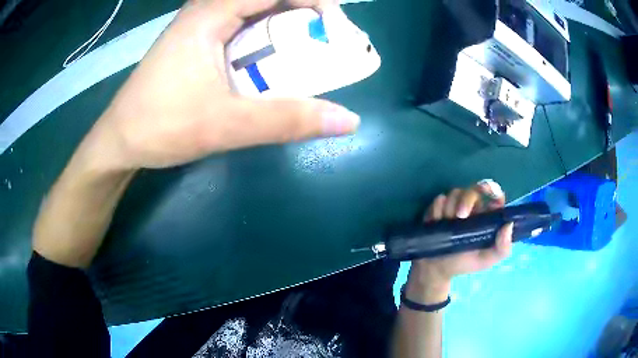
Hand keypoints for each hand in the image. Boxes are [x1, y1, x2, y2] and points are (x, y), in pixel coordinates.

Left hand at [87, 0, 358, 169]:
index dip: (312, 0)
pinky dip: (264, 39)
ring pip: (253, 13)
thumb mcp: (225, 125)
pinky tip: (271, 62)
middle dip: (301, 13)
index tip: (336, 24)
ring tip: (308, 50)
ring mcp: (199, 27)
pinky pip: (240, 29)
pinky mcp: (197, 43)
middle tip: (327, 38)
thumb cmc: (160, 127)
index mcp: (209, 13)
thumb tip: (348, 120)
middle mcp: (205, 11)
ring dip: (283, 26)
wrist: (120, 142)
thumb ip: (286, 120)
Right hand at [405, 183, 512, 302]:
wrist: (435, 269)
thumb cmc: (464, 263)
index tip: (488, 196)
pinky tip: (436, 224)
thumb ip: (502, 248)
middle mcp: (474, 207)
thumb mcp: (487, 260)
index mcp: (488, 216)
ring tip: (446, 226)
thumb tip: (508, 224)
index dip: (492, 191)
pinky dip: (436, 211)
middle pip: (473, 189)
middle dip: (465, 200)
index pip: (495, 194)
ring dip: (449, 209)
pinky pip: (439, 200)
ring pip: (454, 193)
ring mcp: (455, 206)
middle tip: (459, 217)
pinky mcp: (439, 207)